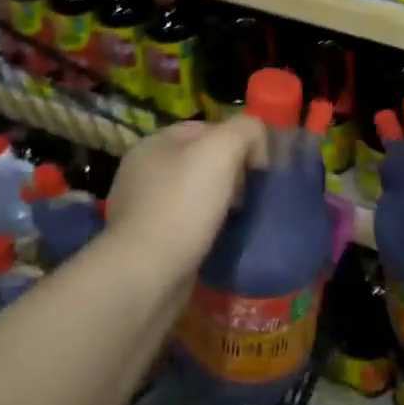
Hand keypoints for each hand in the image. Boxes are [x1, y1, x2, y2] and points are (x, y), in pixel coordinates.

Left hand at [102, 115, 264, 275]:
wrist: (146, 276)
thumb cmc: (182, 205)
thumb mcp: (221, 150)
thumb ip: (245, 130)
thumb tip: (258, 142)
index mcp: (154, 143)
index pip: (207, 128)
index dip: (239, 141)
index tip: (261, 167)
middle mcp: (143, 172)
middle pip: (202, 162)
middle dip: (231, 175)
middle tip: (254, 195)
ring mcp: (142, 209)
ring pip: (196, 195)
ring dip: (221, 205)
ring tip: (243, 219)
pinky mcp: (148, 243)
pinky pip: (187, 225)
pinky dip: (206, 230)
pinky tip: (222, 240)